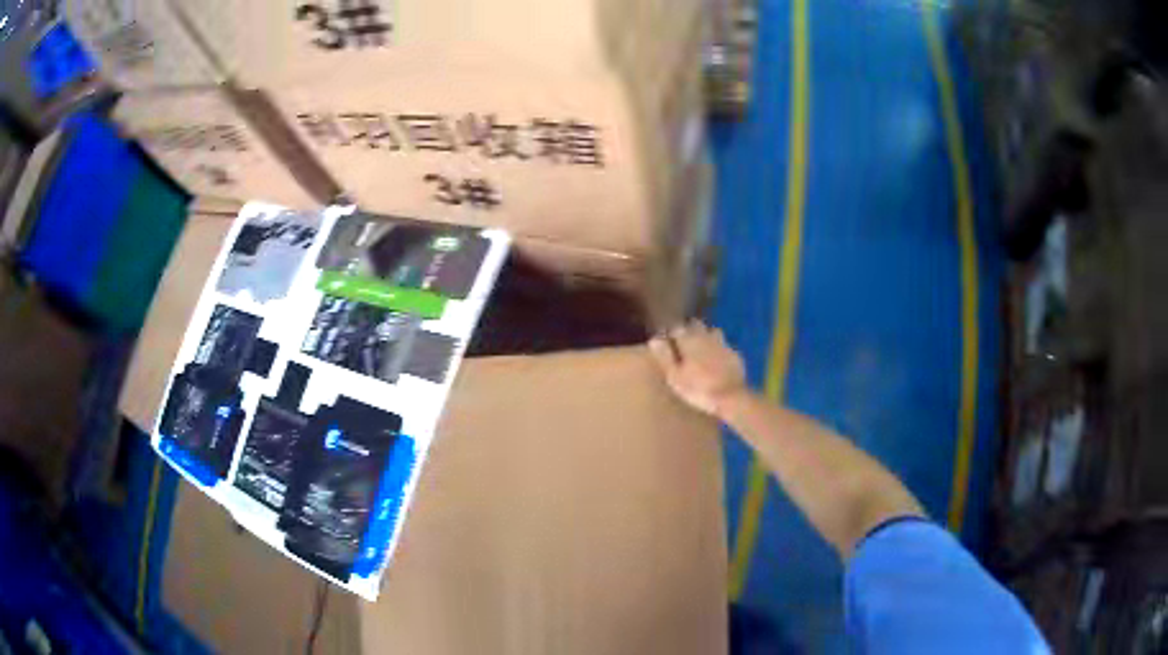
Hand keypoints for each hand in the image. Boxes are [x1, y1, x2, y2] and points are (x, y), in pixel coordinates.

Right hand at [649, 321, 748, 416]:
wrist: (731, 397)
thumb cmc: (698, 388)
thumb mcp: (674, 377)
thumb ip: (664, 356)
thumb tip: (654, 340)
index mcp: (689, 340)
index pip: (676, 327)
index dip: (670, 333)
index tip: (666, 341)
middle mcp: (706, 336)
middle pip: (695, 324)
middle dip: (688, 329)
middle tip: (683, 342)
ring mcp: (722, 344)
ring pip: (712, 331)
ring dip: (705, 335)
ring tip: (701, 347)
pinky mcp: (735, 354)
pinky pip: (724, 345)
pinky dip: (719, 349)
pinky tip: (717, 359)